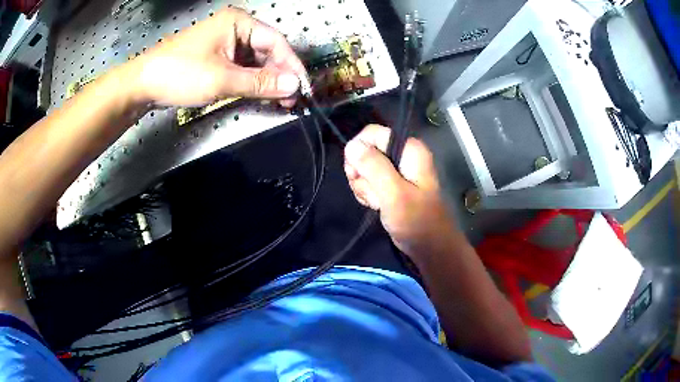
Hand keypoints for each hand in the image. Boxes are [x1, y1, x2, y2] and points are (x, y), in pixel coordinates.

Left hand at [130, 8, 305, 106]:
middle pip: (267, 51)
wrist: (142, 84)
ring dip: (266, 81)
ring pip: (256, 61)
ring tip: (277, 101)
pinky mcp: (217, 56)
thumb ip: (260, 83)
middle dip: (279, 75)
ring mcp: (226, 42)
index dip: (292, 66)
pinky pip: (242, 67)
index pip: (276, 42)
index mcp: (239, 22)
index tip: (303, 89)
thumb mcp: (222, 79)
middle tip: (290, 100)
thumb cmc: (179, 74)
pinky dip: (251, 82)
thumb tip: (294, 86)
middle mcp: (236, 28)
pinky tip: (259, 94)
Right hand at [344, 125, 457, 257]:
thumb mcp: (394, 193)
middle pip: (365, 151)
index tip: (356, 174)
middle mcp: (402, 154)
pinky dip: (368, 194)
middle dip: (362, 174)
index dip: (359, 151)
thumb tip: (351, 145)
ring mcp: (396, 170)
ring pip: (364, 168)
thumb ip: (373, 167)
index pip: (372, 133)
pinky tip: (377, 205)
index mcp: (409, 149)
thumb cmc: (417, 221)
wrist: (429, 246)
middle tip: (373, 193)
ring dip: (365, 187)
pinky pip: (368, 181)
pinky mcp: (390, 184)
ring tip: (379, 203)